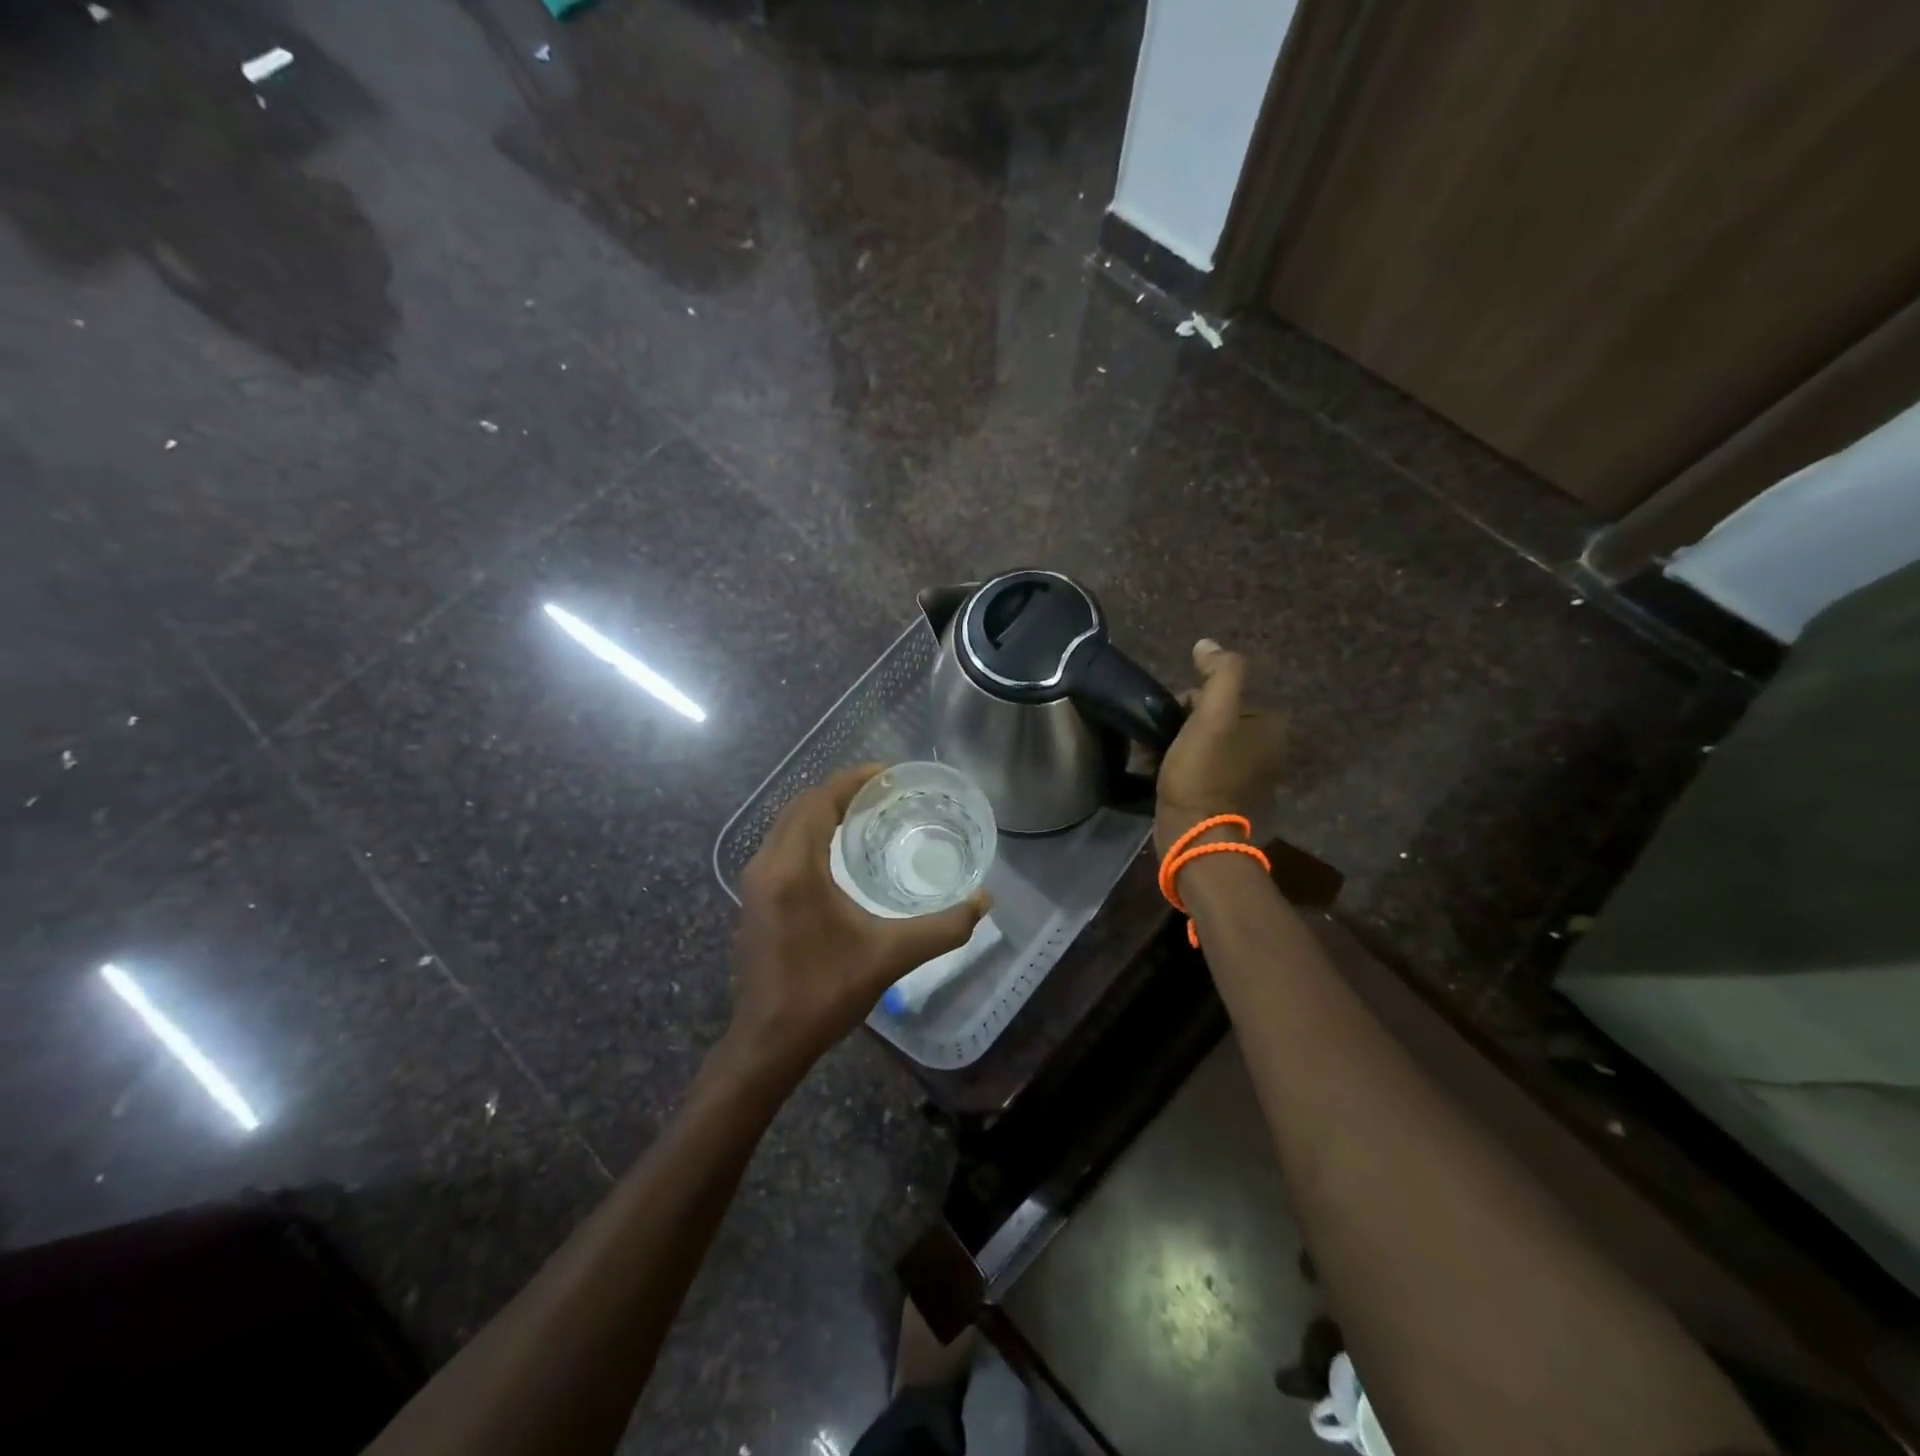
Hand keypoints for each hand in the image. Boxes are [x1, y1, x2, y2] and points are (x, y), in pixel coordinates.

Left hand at [727, 765, 989, 1080]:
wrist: (769, 1042)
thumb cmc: (826, 993)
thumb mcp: (891, 956)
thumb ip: (943, 927)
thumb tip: (985, 901)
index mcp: (794, 869)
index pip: (819, 802)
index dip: (852, 781)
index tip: (886, 774)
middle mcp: (767, 866)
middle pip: (800, 807)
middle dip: (838, 792)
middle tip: (881, 792)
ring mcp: (755, 884)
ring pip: (786, 826)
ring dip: (821, 811)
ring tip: (862, 812)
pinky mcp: (754, 900)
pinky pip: (781, 846)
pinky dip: (808, 833)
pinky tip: (836, 850)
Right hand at [1154, 639, 1287, 855]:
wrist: (1194, 834)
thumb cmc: (1202, 772)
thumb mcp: (1212, 715)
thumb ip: (1219, 673)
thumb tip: (1208, 644)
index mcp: (1270, 726)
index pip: (1223, 694)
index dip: (1192, 701)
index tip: (1174, 718)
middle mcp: (1267, 749)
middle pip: (1213, 717)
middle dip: (1183, 724)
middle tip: (1162, 740)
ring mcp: (1248, 776)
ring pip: (1204, 742)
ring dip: (1177, 744)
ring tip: (1155, 757)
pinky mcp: (1228, 797)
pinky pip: (1202, 767)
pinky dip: (1182, 766)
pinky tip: (1161, 772)